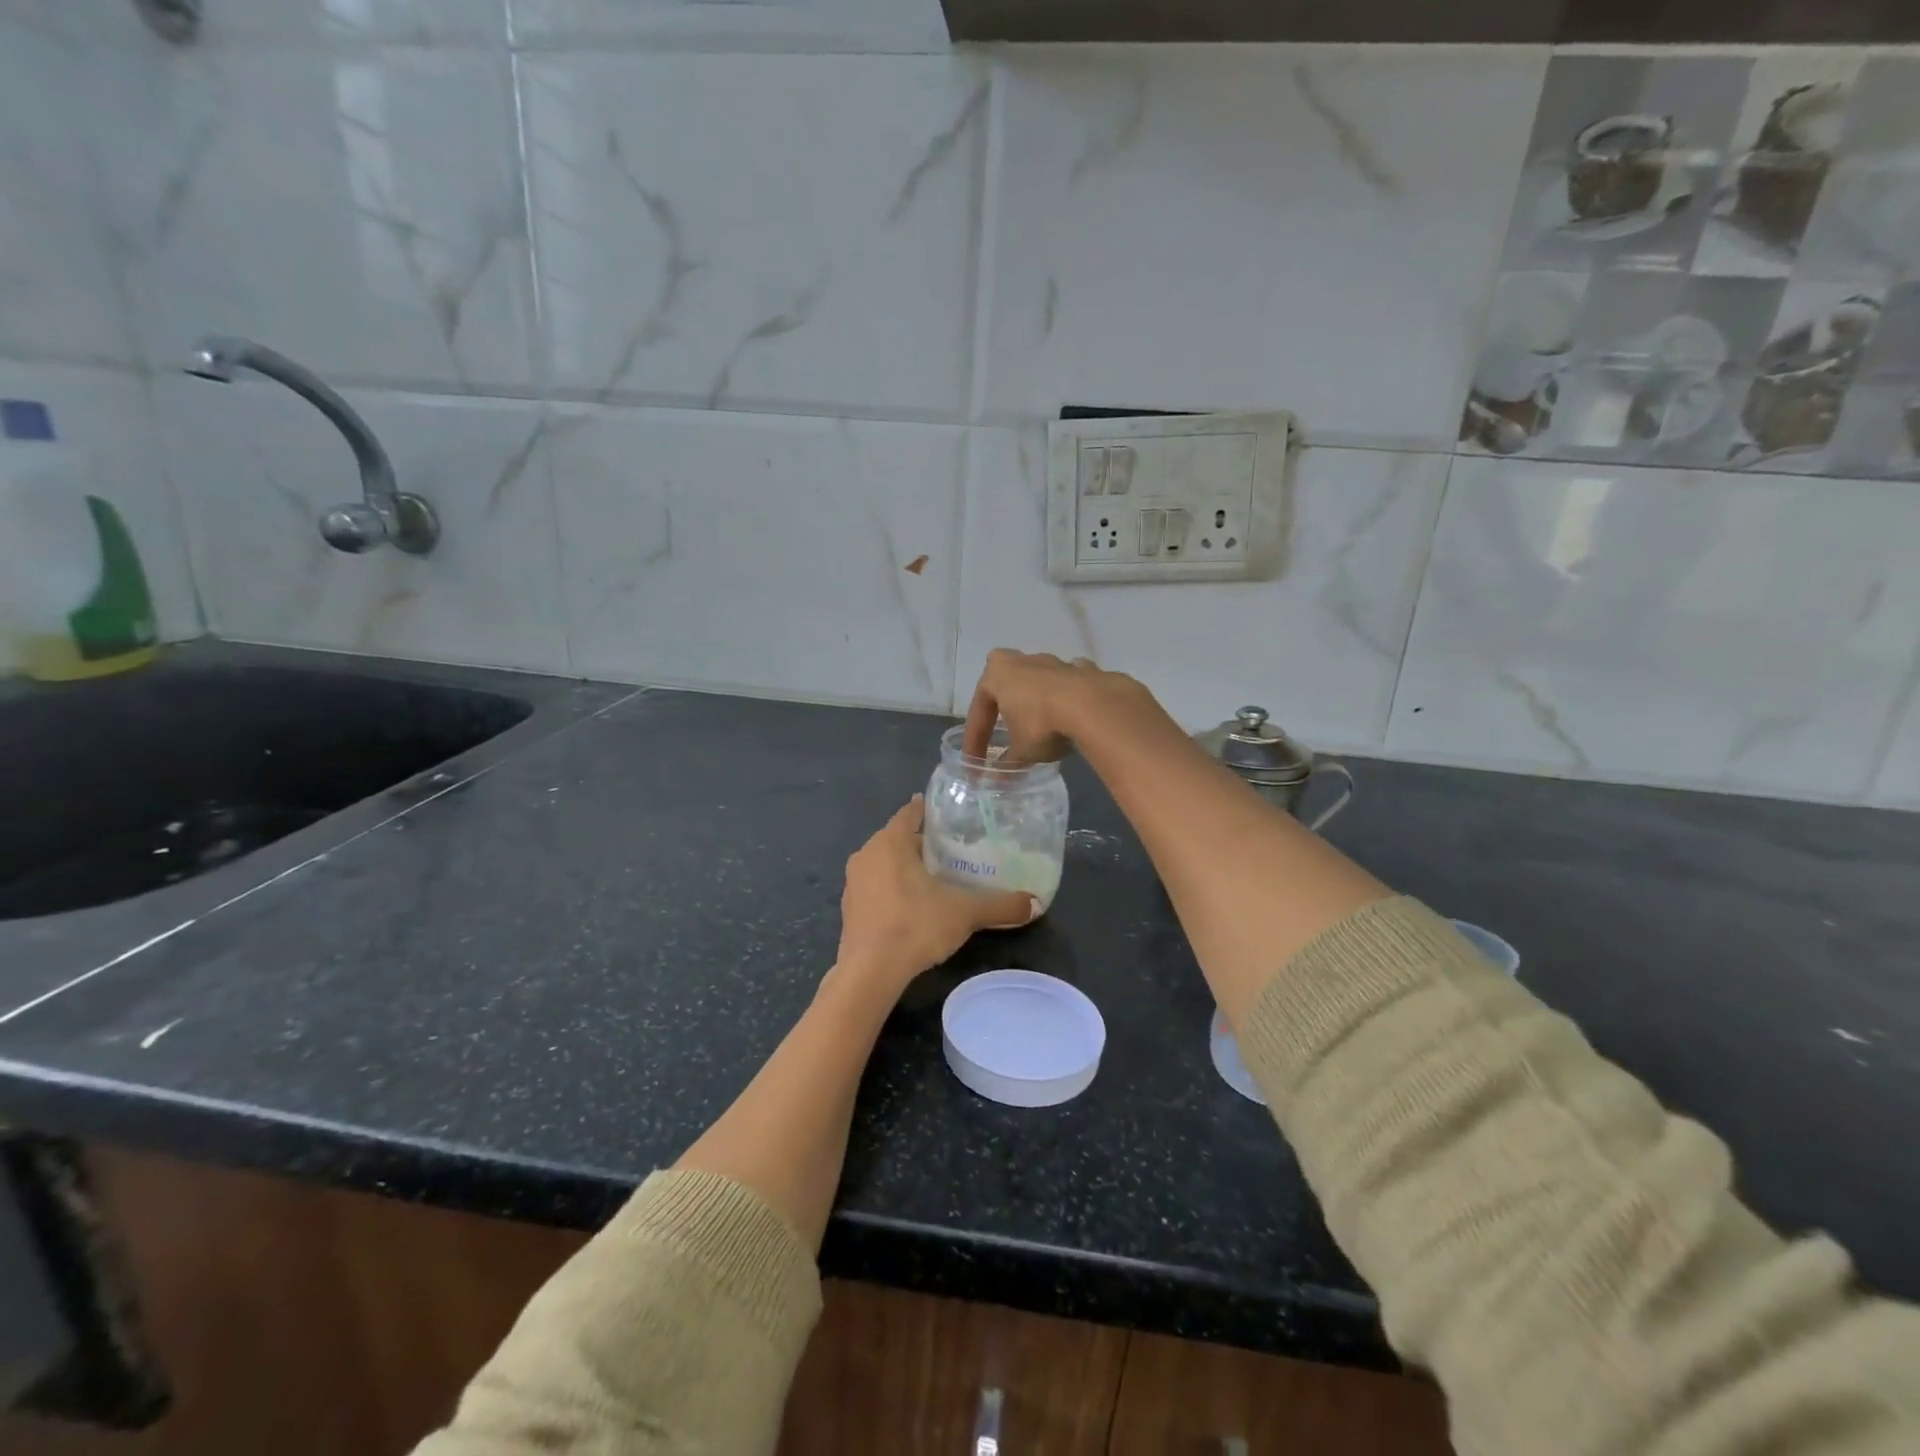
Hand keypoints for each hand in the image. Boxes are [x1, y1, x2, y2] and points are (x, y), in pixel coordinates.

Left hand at [835, 797, 1036, 998]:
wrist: (869, 972)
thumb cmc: (915, 926)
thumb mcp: (964, 913)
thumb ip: (1000, 905)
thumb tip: (1034, 903)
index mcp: (890, 843)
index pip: (910, 813)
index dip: (928, 809)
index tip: (947, 812)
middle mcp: (866, 855)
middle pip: (898, 839)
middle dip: (922, 843)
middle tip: (952, 850)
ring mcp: (853, 883)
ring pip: (884, 863)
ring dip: (905, 867)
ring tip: (935, 877)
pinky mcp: (848, 908)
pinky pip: (875, 887)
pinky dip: (893, 888)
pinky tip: (912, 905)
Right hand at [961, 648, 1150, 763]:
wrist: (1094, 706)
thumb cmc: (1042, 724)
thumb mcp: (1021, 751)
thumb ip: (1007, 765)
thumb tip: (995, 782)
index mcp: (996, 675)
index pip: (978, 713)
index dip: (975, 742)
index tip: (975, 764)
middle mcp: (1021, 661)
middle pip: (1005, 685)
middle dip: (1002, 706)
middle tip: (1002, 728)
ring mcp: (1053, 662)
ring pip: (1037, 682)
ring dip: (1035, 700)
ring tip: (1038, 725)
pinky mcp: (1082, 669)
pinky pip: (1067, 684)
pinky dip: (1065, 698)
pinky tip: (1070, 714)